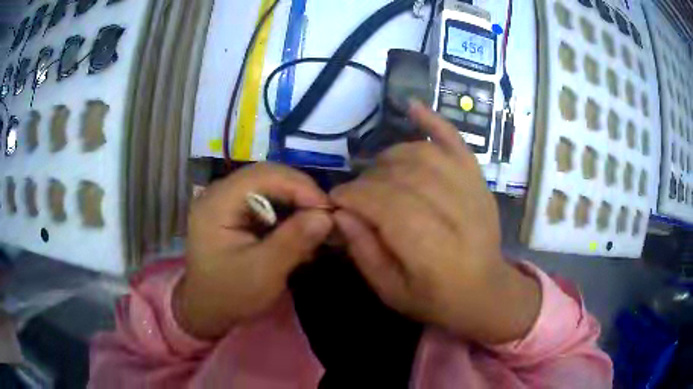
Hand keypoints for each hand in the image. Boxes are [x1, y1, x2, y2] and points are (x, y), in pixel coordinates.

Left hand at [174, 163, 333, 339]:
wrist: (207, 309)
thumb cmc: (230, 294)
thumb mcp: (264, 272)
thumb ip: (293, 241)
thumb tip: (327, 216)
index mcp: (217, 203)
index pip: (263, 176)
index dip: (299, 186)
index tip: (327, 209)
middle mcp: (219, 193)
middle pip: (266, 176)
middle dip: (300, 192)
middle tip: (325, 214)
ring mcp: (225, 200)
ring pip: (269, 186)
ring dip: (295, 201)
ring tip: (315, 221)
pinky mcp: (233, 211)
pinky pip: (265, 199)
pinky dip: (286, 210)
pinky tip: (298, 228)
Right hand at [331, 101, 540, 343]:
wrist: (486, 291)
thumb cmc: (436, 299)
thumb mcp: (391, 292)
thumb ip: (364, 252)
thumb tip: (340, 213)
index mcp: (432, 249)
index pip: (384, 204)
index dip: (353, 195)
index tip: (336, 200)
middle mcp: (455, 212)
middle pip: (401, 176)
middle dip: (368, 180)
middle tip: (358, 195)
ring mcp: (471, 189)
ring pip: (421, 155)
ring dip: (390, 157)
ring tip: (378, 173)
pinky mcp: (478, 178)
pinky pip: (455, 141)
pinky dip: (433, 121)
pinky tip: (412, 107)